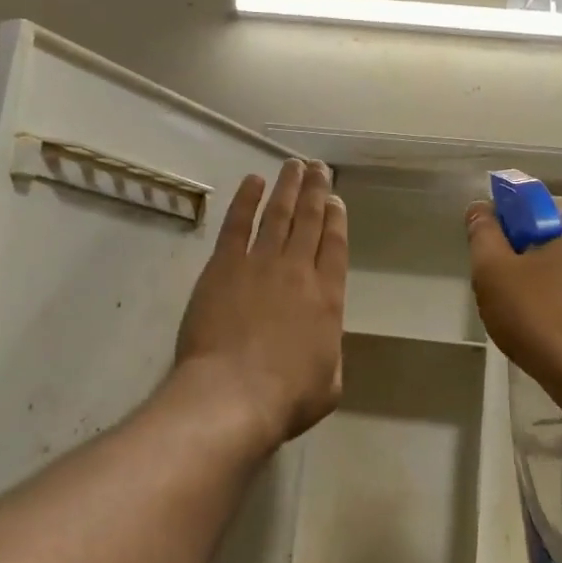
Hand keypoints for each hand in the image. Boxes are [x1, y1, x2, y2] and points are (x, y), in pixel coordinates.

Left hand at [176, 159, 346, 448]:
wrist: (234, 394)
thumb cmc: (286, 397)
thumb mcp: (329, 382)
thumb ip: (330, 352)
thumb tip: (323, 340)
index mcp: (328, 297)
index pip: (335, 246)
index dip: (336, 219)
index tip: (336, 199)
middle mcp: (298, 271)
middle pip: (309, 221)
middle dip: (316, 191)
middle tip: (319, 168)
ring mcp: (260, 264)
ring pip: (278, 214)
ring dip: (287, 187)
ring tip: (294, 165)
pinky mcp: (224, 266)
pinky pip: (237, 224)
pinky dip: (246, 199)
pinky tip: (253, 181)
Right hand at [466, 195, 561, 402]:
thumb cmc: (543, 315)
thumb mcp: (494, 271)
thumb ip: (482, 233)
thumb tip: (479, 208)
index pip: (531, 204)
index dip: (503, 228)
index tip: (490, 260)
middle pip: (549, 234)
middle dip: (523, 256)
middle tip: (502, 290)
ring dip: (542, 280)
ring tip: (524, 316)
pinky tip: (549, 329)